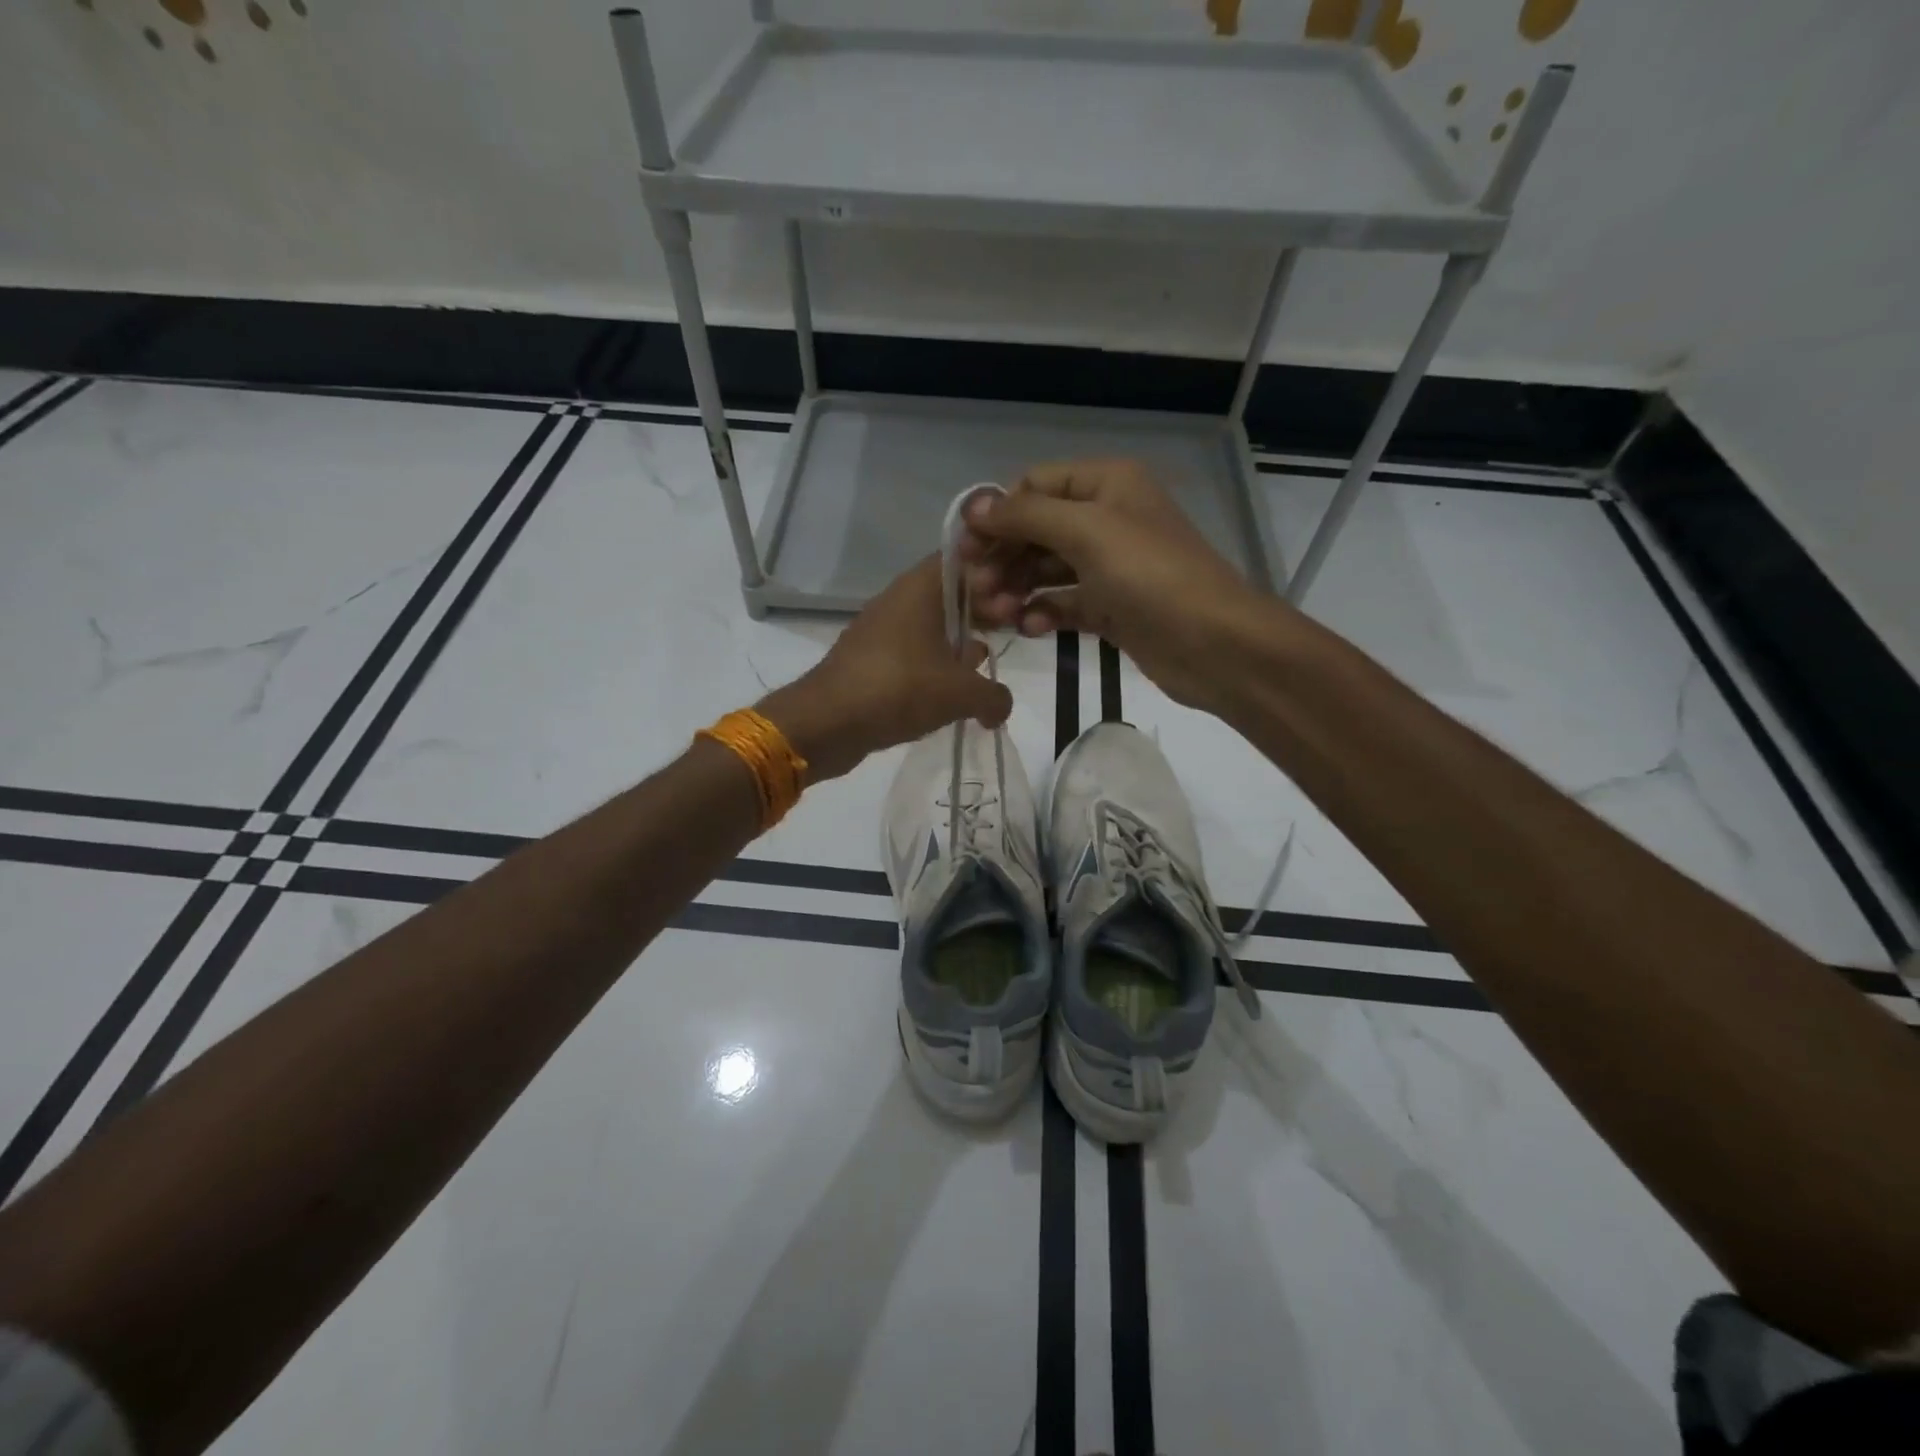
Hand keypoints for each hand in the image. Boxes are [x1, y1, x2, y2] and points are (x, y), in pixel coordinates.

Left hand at [757, 555, 1012, 781]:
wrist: (826, 722)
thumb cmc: (899, 689)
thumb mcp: (962, 694)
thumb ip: (995, 696)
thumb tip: (1001, 707)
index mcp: (922, 587)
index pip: (966, 558)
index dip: (997, 574)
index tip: (1019, 599)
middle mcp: (900, 599)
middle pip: (951, 593)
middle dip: (982, 610)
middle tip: (1011, 632)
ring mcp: (882, 629)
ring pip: (932, 625)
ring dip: (959, 642)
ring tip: (984, 667)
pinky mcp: (871, 659)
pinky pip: (914, 652)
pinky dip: (935, 665)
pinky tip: (951, 693)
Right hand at [960, 459, 1287, 710]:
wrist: (1214, 643)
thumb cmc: (1149, 575)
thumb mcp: (1085, 531)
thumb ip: (1026, 516)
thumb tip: (973, 506)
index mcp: (1106, 484)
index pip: (1035, 486)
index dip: (998, 514)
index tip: (966, 550)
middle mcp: (1106, 518)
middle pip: (1036, 529)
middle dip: (1003, 557)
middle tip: (975, 590)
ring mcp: (1109, 566)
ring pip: (1046, 569)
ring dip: (1017, 589)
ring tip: (997, 616)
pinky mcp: (1111, 608)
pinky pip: (1064, 603)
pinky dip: (1044, 613)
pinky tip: (1030, 628)